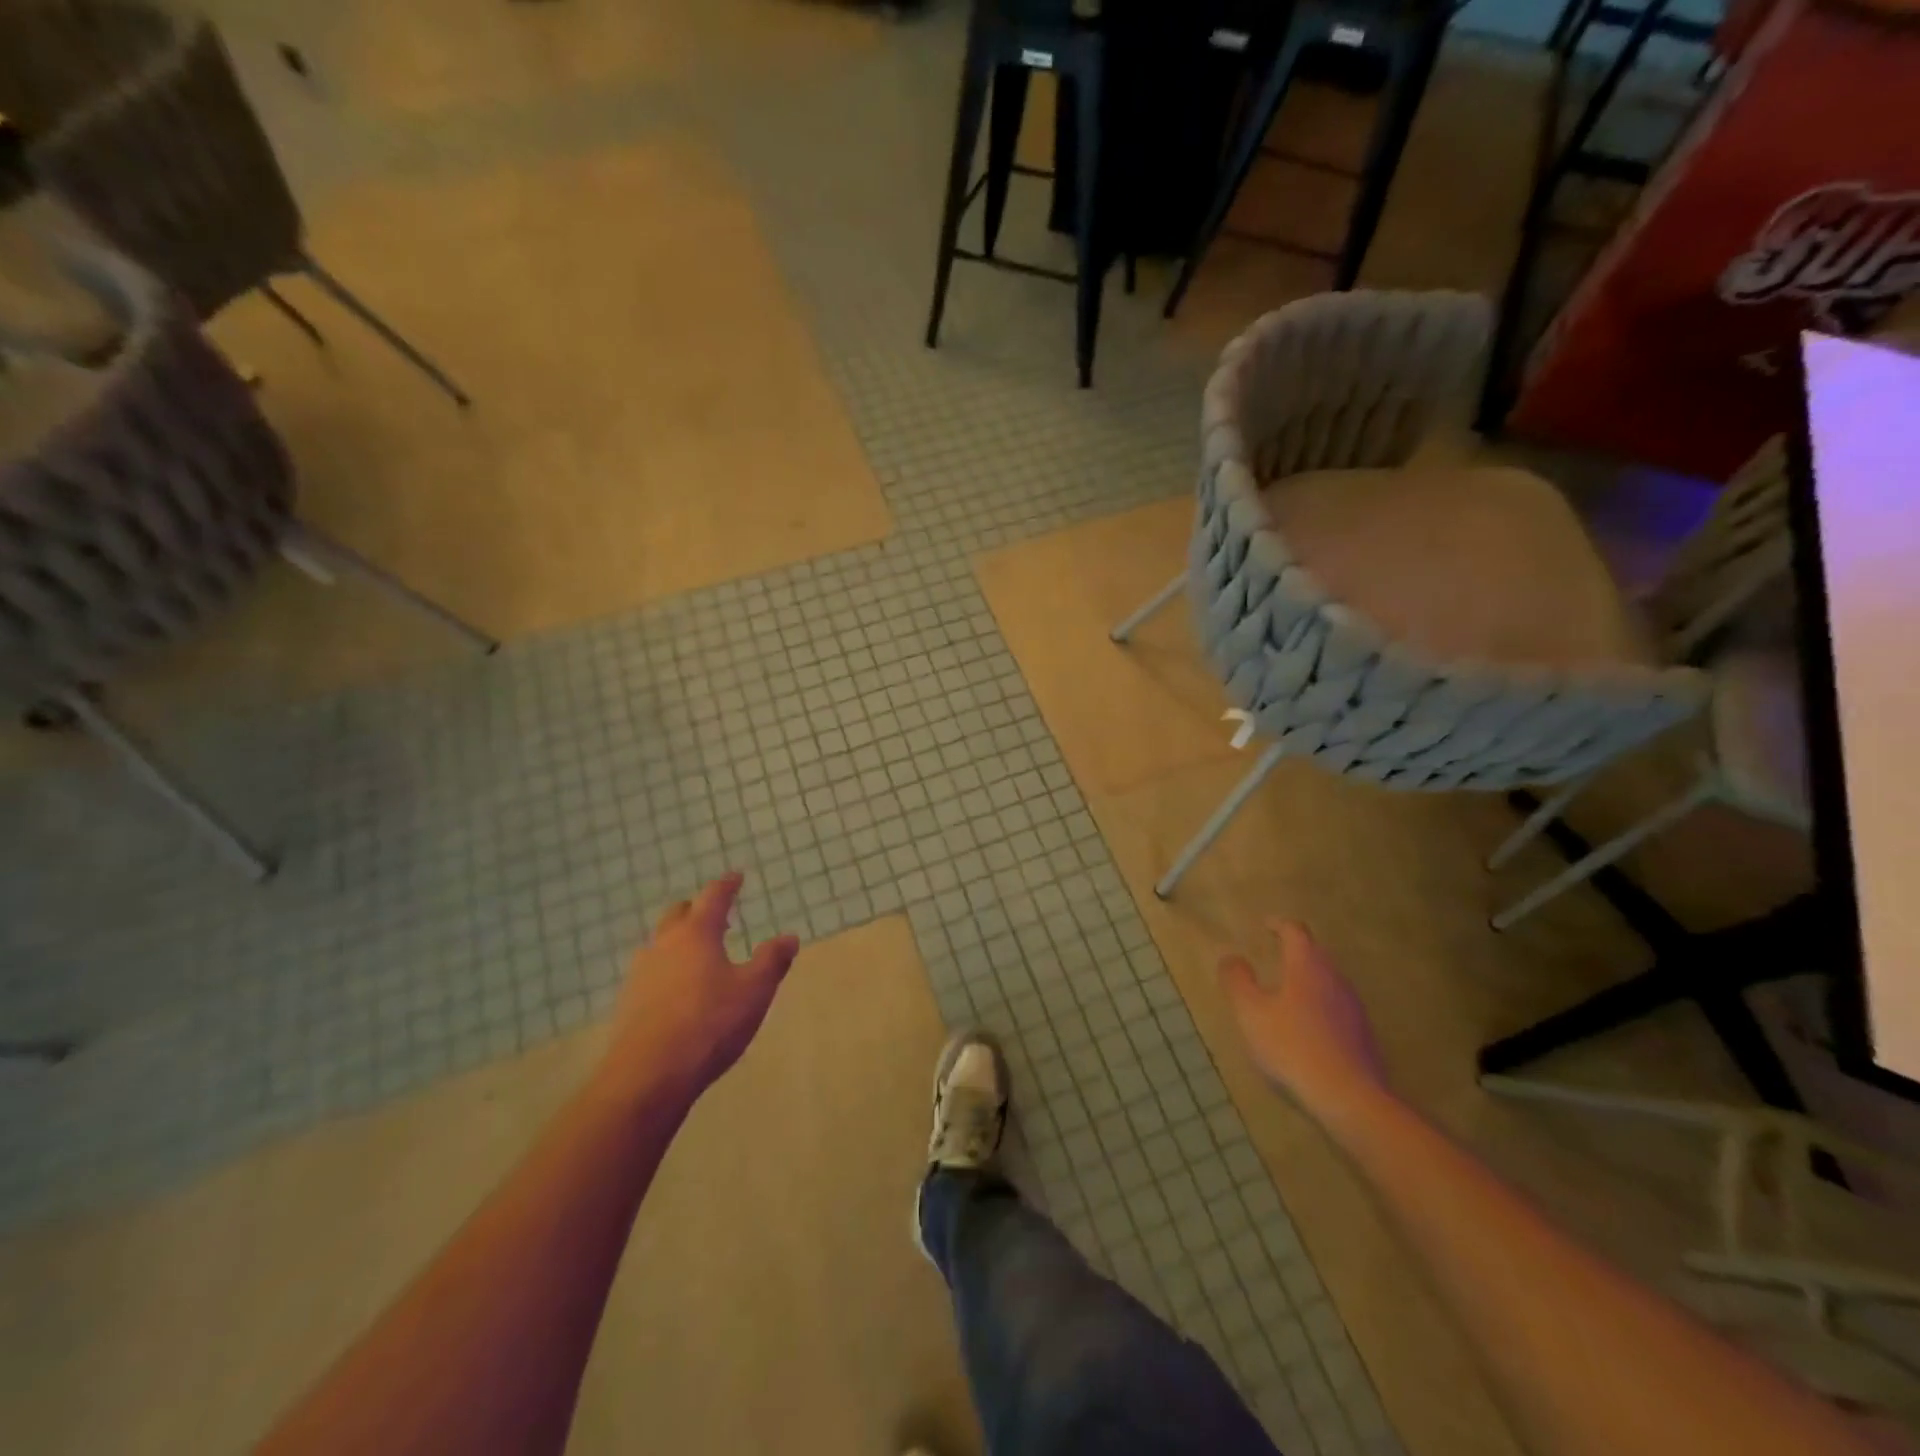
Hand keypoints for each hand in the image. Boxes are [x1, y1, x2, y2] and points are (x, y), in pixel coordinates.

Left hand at [599, 872, 800, 1102]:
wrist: (649, 1075)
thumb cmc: (709, 1023)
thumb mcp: (754, 991)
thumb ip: (771, 960)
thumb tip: (789, 937)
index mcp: (696, 934)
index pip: (713, 897)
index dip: (727, 885)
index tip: (736, 876)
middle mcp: (664, 945)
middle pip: (678, 915)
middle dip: (697, 909)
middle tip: (715, 914)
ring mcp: (641, 974)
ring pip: (660, 944)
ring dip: (679, 940)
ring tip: (697, 952)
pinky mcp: (629, 1003)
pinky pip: (651, 973)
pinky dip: (668, 969)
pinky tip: (678, 989)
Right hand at [1219, 920, 1387, 1126]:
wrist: (1351, 1100)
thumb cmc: (1292, 1048)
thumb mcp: (1251, 1014)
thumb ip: (1237, 981)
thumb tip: (1231, 957)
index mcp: (1307, 967)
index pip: (1296, 932)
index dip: (1279, 925)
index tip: (1266, 925)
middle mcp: (1335, 979)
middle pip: (1316, 955)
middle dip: (1295, 951)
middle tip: (1275, 955)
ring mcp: (1354, 1009)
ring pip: (1328, 982)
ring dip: (1307, 980)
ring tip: (1286, 993)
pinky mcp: (1363, 1036)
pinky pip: (1337, 1009)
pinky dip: (1319, 1007)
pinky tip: (1306, 1030)